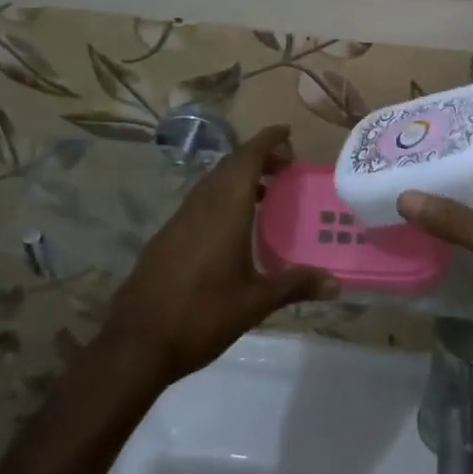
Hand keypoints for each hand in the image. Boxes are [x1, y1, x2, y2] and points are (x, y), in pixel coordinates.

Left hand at [103, 126, 338, 386]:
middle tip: (284, 166)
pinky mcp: (166, 236)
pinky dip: (221, 196)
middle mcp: (201, 205)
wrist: (136, 342)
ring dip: (238, 177)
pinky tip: (232, 225)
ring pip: (212, 182)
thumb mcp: (254, 303)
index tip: (286, 132)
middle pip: (230, 166)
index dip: (267, 140)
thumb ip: (294, 286)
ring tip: (264, 193)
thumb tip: (336, 284)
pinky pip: (200, 201)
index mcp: (225, 210)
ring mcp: (179, 219)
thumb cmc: (201, 316)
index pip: (247, 158)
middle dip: (257, 157)